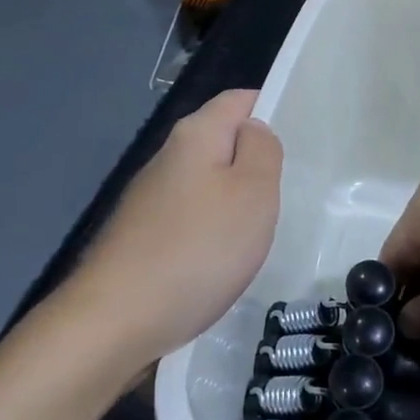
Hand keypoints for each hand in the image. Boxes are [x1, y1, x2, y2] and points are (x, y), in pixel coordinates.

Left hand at [66, 89, 282, 367]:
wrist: (116, 319)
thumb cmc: (198, 249)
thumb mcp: (252, 193)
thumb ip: (262, 151)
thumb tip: (253, 130)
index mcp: (195, 135)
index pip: (239, 99)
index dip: (271, 108)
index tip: (303, 137)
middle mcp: (168, 157)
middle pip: (222, 141)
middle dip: (256, 161)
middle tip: (291, 189)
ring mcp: (151, 198)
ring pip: (207, 182)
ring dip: (235, 199)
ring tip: (264, 228)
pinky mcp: (143, 235)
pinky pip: (191, 217)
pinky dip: (213, 230)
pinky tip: (225, 258)